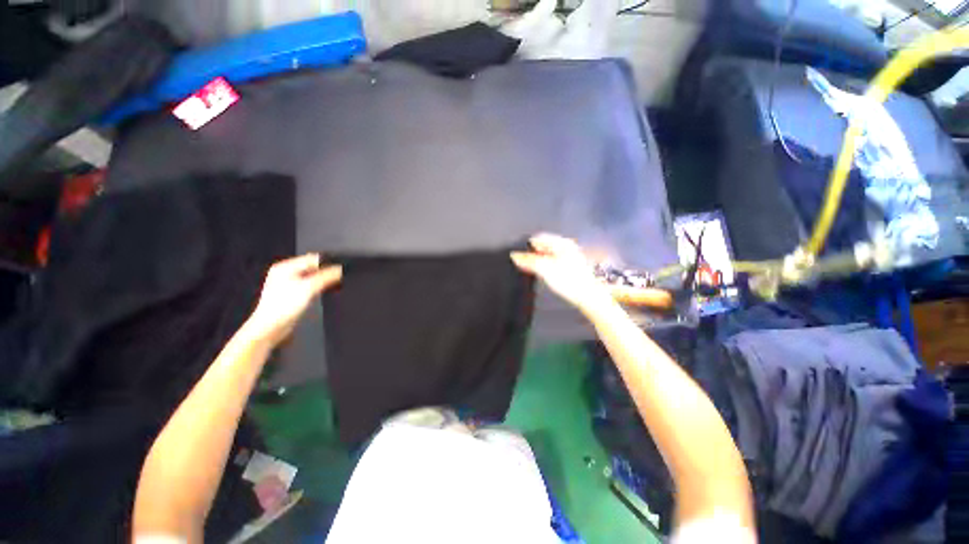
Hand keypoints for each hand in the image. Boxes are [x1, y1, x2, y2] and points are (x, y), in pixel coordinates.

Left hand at [244, 254, 341, 345]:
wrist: (270, 329)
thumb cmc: (283, 307)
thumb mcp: (308, 288)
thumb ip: (326, 276)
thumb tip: (341, 269)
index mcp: (285, 267)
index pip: (312, 258)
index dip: (329, 262)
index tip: (343, 267)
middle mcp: (285, 273)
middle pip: (312, 268)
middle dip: (327, 272)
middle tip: (341, 276)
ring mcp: (288, 285)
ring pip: (312, 277)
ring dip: (324, 280)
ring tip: (336, 284)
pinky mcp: (292, 296)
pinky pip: (310, 287)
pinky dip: (319, 288)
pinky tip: (326, 292)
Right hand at [511, 233, 609, 311]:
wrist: (588, 296)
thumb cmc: (570, 280)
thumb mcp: (545, 269)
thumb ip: (529, 261)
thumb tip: (515, 256)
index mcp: (562, 243)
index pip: (540, 237)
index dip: (527, 244)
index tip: (517, 253)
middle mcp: (566, 248)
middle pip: (544, 246)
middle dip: (531, 253)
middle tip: (520, 262)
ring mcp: (569, 258)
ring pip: (548, 255)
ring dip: (537, 261)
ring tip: (528, 268)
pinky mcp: (569, 268)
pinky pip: (552, 263)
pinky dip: (544, 266)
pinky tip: (540, 274)